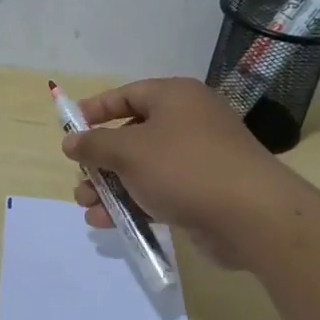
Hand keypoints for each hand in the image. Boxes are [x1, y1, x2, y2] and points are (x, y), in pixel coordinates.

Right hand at [64, 78, 300, 266]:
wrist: (250, 215)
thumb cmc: (184, 168)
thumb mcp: (129, 151)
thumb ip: (95, 144)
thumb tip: (71, 141)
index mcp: (174, 97)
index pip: (127, 95)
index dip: (96, 110)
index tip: (70, 129)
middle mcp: (188, 122)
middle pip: (132, 135)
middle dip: (100, 161)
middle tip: (80, 181)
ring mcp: (197, 159)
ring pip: (143, 169)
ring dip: (112, 188)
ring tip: (88, 209)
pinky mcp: (202, 192)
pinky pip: (159, 192)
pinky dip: (134, 204)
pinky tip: (109, 224)